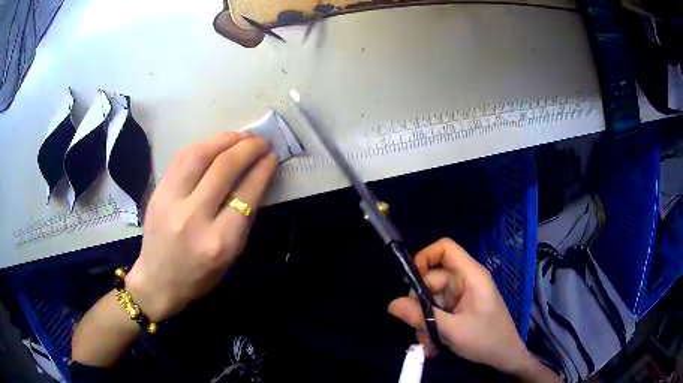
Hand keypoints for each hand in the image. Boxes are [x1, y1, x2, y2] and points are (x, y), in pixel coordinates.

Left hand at [126, 132, 278, 320]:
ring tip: (240, 137)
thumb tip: (256, 178)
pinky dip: (203, 144)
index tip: (272, 156)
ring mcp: (170, 201)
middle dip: (247, 148)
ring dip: (224, 139)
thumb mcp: (231, 256)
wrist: (158, 281)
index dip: (263, 169)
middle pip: (223, 168)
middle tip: (261, 141)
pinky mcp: (157, 192)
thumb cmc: (199, 276)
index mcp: (218, 241)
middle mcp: (193, 218)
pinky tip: (215, 143)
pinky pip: (181, 157)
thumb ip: (243, 218)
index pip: (246, 193)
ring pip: (199, 154)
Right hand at [388, 238, 531, 374]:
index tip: (409, 282)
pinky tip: (433, 345)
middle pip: (432, 279)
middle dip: (420, 305)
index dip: (424, 257)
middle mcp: (465, 281)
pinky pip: (438, 311)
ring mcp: (462, 296)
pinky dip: (431, 326)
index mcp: (470, 275)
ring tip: (428, 343)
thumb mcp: (451, 330)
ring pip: (432, 299)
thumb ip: (421, 316)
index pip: (445, 249)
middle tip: (417, 329)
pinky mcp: (460, 309)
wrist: (505, 356)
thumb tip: (391, 304)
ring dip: (425, 321)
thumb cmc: (485, 339)